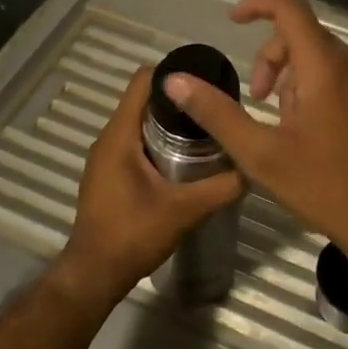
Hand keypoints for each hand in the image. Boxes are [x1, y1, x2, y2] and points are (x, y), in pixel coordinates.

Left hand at [51, 65, 244, 308]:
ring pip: (140, 122)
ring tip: (205, 130)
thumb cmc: (133, 235)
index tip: (205, 80)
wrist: (94, 274)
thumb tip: (253, 168)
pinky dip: (158, 141)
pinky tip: (184, 159)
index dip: (173, 74)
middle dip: (178, 99)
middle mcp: (108, 138)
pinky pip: (135, 142)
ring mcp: (105, 157)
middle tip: (214, 108)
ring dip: (169, 121)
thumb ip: (221, 187)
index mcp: (119, 135)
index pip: (142, 81)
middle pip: (143, 100)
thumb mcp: (184, 210)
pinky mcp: (109, 174)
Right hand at [163, 0, 347, 259]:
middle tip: (257, 101)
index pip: (290, 8)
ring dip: (292, 76)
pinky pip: (340, 72)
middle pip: (302, 34)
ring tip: (284, 122)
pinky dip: (315, 85)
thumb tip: (175, 81)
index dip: (257, 3)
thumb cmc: (323, 187)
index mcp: (325, 69)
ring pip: (321, 55)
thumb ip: (216, 113)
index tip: (232, 20)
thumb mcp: (260, 154)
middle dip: (271, 59)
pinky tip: (309, 127)